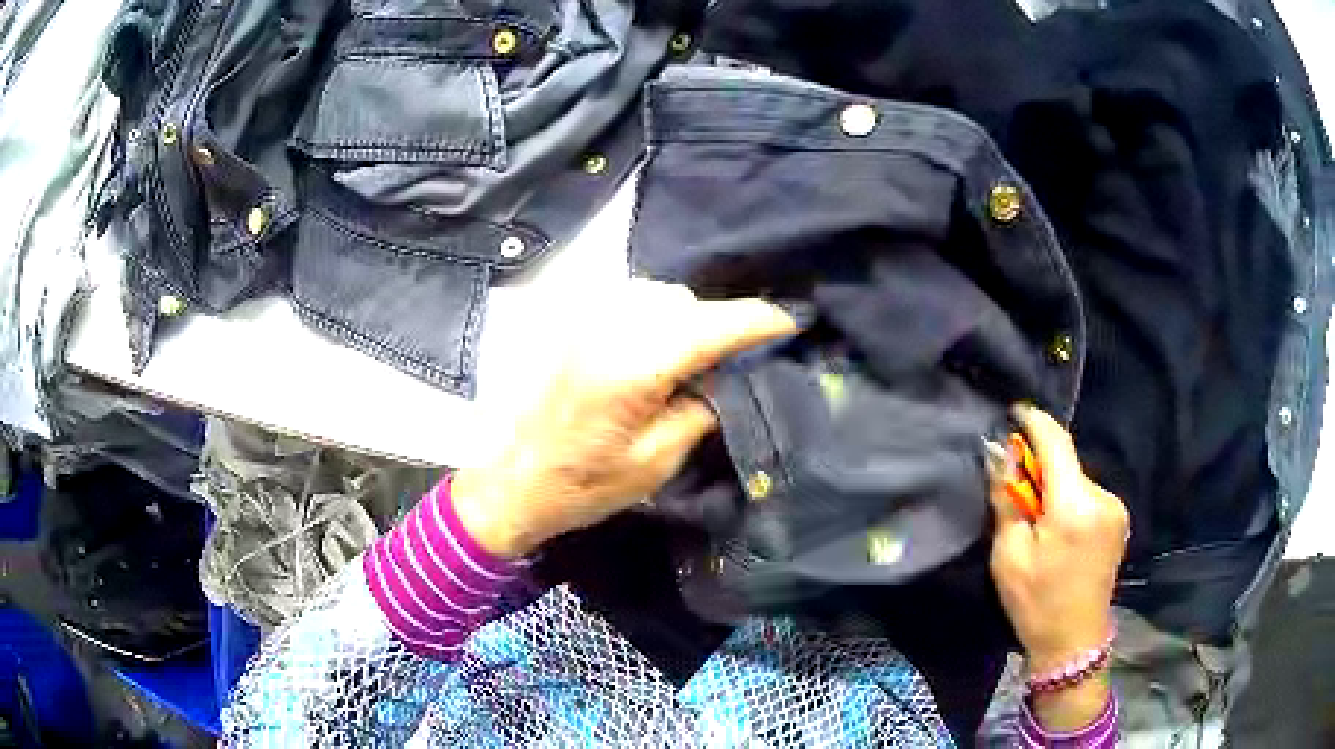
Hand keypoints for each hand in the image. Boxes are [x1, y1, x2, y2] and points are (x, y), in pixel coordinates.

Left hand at [452, 280, 798, 558]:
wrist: (511, 481)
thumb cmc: (582, 485)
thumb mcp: (655, 462)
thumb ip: (698, 410)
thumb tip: (722, 378)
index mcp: (634, 368)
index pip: (711, 326)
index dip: (757, 321)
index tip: (789, 323)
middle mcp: (608, 328)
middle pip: (683, 301)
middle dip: (714, 324)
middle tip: (720, 366)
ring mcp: (583, 320)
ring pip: (654, 295)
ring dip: (680, 318)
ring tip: (680, 363)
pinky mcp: (568, 323)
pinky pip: (625, 300)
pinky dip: (649, 317)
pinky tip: (647, 351)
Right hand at [988, 403, 1128, 729]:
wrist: (1074, 642)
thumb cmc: (1035, 602)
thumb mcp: (1010, 555)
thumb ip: (1007, 499)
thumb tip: (998, 453)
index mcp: (1074, 507)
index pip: (1055, 444)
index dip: (1034, 422)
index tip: (1014, 410)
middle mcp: (1102, 497)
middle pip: (1066, 462)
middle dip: (1039, 465)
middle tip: (1014, 484)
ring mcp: (1115, 507)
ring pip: (1077, 479)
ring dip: (1055, 485)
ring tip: (1037, 517)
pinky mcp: (1119, 519)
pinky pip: (1088, 494)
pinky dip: (1070, 498)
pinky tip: (1059, 527)